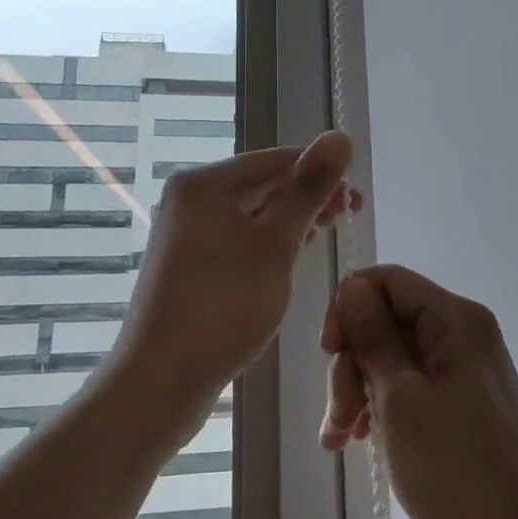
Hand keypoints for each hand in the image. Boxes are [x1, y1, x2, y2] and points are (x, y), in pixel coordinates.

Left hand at [111, 133, 357, 413]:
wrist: (160, 382)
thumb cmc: (224, 306)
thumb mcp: (277, 243)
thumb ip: (309, 189)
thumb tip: (340, 136)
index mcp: (205, 183)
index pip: (277, 159)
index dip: (321, 172)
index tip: (357, 199)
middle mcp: (190, 198)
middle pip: (262, 184)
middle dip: (307, 197)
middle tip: (349, 218)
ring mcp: (186, 232)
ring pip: (252, 213)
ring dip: (290, 220)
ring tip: (326, 234)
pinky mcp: (189, 264)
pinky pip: (238, 238)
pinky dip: (268, 242)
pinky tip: (291, 256)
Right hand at [320, 265, 517, 518]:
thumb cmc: (456, 469)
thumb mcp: (401, 398)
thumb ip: (374, 336)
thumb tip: (352, 286)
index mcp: (455, 320)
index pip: (388, 281)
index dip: (349, 307)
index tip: (329, 351)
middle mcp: (462, 336)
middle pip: (387, 322)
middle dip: (352, 363)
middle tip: (339, 416)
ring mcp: (462, 374)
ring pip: (392, 359)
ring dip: (358, 392)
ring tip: (339, 441)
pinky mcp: (460, 410)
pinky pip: (409, 390)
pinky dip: (380, 410)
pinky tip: (359, 443)